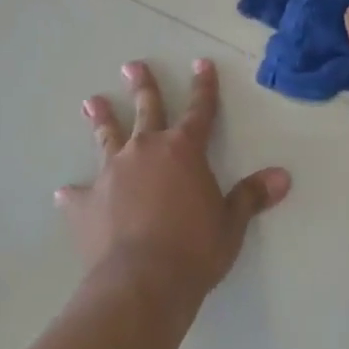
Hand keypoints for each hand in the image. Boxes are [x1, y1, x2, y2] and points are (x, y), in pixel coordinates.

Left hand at [58, 58, 290, 306]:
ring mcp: (112, 174)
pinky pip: (78, 195)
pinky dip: (74, 193)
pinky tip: (64, 192)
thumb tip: (283, 177)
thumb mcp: (230, 224)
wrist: (141, 284)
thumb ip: (251, 196)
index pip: (199, 109)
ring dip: (101, 119)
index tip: (201, 63)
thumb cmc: (194, 250)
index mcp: (184, 150)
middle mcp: (146, 150)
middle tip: (131, 65)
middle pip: (146, 109)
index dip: (203, 86)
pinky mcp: (86, 204)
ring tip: (91, 102)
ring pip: (107, 137)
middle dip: (142, 86)